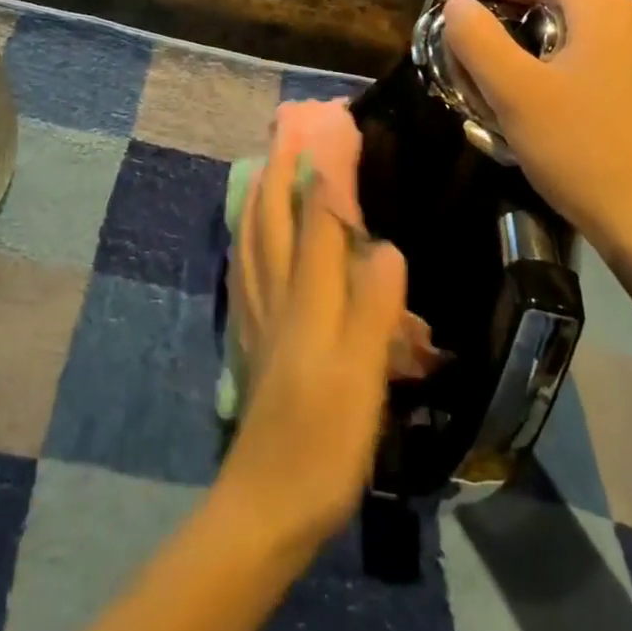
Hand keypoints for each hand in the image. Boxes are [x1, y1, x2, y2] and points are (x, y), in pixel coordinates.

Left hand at [220, 118, 406, 552]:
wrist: (266, 503)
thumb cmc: (322, 442)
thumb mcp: (361, 378)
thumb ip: (372, 309)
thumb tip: (387, 245)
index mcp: (307, 299)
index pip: (317, 220)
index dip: (325, 171)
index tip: (332, 126)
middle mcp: (276, 295)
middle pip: (273, 219)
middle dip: (280, 169)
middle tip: (286, 128)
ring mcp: (258, 316)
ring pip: (251, 239)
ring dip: (258, 195)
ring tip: (263, 165)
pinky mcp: (252, 338)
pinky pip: (244, 269)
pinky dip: (245, 237)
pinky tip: (246, 236)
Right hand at [442, 0, 631, 254]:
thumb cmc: (581, 151)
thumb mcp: (514, 93)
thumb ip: (477, 39)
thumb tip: (459, 6)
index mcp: (601, 8)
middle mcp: (628, 23)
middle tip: (459, 11)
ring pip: (573, 18)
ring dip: (523, 19)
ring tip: (485, 47)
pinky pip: (588, 51)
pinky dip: (548, 48)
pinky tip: (530, 86)